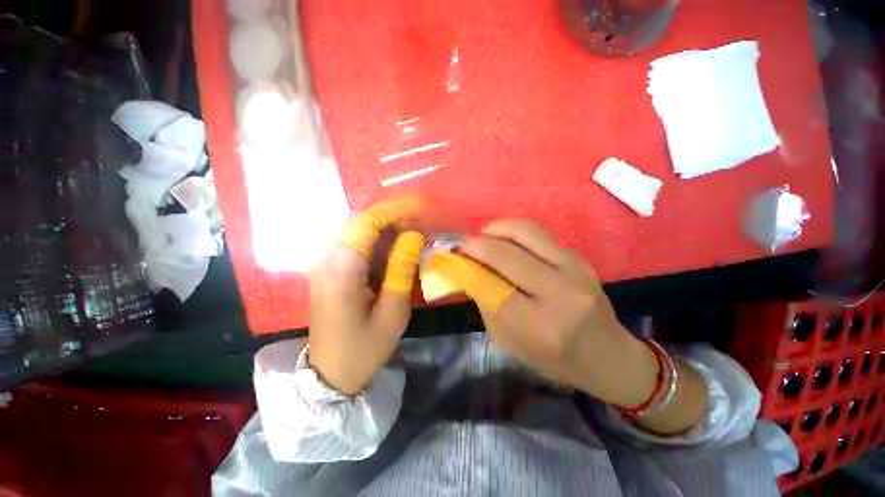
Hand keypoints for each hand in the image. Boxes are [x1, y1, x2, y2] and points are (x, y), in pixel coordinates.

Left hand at [308, 196, 424, 394]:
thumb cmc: (364, 349)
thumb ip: (401, 270)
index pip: (366, 223)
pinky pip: (354, 242)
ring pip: (356, 229)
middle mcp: (327, 260)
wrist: (330, 374)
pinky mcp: (329, 269)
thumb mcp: (393, 313)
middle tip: (421, 218)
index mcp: (341, 271)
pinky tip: (395, 243)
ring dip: (386, 225)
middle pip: (359, 221)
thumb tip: (414, 235)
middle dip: (392, 214)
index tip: (420, 205)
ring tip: (413, 228)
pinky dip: (377, 237)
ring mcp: (324, 264)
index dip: (394, 209)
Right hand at [427, 220, 658, 407]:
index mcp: (537, 325)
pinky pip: (538, 234)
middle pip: (504, 252)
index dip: (464, 265)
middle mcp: (557, 292)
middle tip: (462, 245)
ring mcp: (573, 269)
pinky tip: (507, 244)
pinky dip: (513, 233)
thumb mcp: (508, 340)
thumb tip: (464, 269)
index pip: (488, 284)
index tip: (449, 257)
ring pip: (524, 230)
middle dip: (474, 243)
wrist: (607, 355)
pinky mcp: (579, 257)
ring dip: (495, 229)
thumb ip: (485, 301)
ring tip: (483, 238)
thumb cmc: (552, 357)